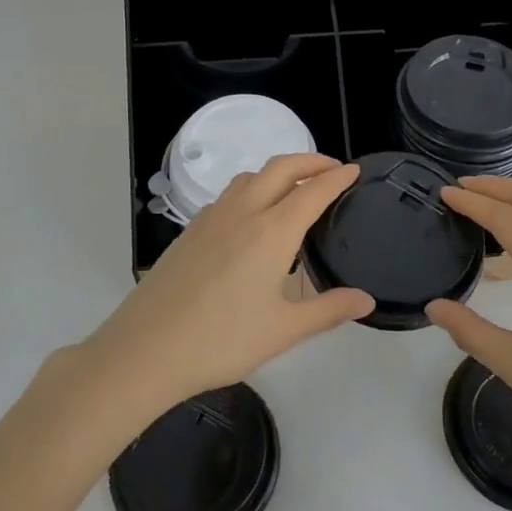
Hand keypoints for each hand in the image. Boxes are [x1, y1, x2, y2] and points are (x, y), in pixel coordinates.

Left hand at [79, 154, 373, 418]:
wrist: (146, 348)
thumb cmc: (221, 340)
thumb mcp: (283, 330)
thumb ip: (328, 310)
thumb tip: (366, 299)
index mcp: (272, 231)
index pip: (312, 191)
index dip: (337, 178)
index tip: (355, 171)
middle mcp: (243, 212)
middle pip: (280, 168)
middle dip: (310, 161)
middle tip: (332, 169)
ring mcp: (212, 218)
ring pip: (250, 177)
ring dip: (278, 172)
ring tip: (294, 189)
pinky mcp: (190, 230)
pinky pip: (229, 194)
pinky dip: (252, 189)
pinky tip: (251, 217)